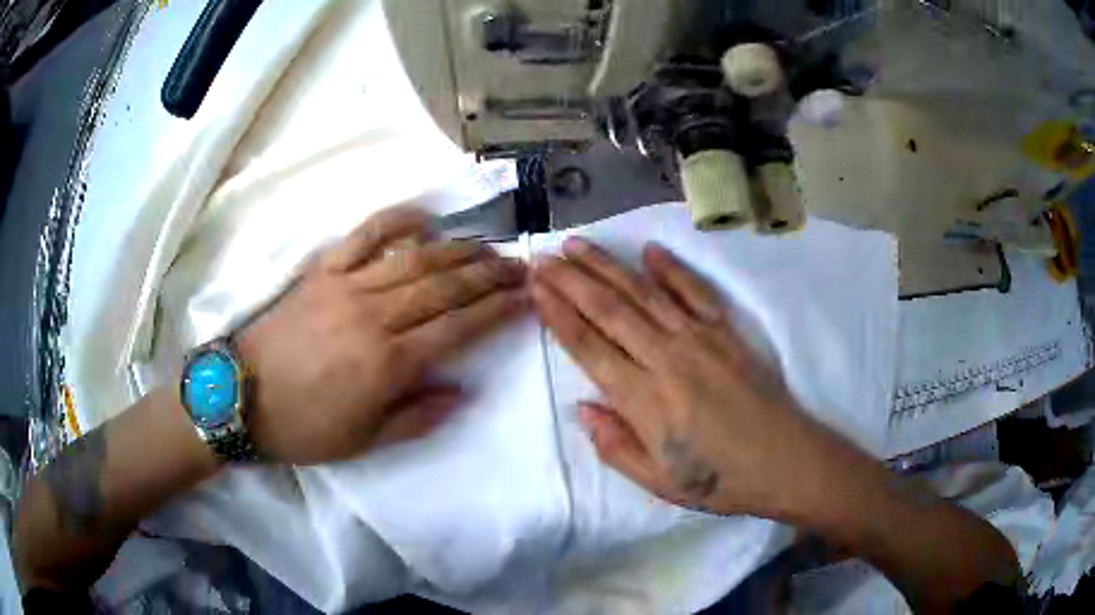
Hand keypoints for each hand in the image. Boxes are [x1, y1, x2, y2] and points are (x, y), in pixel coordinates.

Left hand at [237, 207, 529, 464]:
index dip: (497, 311)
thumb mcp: (364, 441)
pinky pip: (364, 235)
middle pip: (444, 286)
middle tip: (519, 268)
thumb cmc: (303, 426)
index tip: (526, 298)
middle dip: (488, 275)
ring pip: (414, 259)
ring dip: (457, 249)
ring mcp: (347, 286)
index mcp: (388, 362)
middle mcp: (375, 316)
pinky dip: (396, 220)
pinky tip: (424, 216)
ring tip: (487, 246)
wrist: (240, 396)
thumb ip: (417, 417)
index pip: (458, 328)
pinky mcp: (322, 271)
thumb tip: (461, 392)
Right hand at [533, 238, 844, 518]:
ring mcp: (701, 339)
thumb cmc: (721, 480)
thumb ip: (616, 446)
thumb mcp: (661, 483)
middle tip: (544, 257)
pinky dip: (673, 270)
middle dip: (572, 281)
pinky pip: (696, 293)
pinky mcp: (727, 332)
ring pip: (645, 294)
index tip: (537, 288)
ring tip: (579, 244)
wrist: (787, 462)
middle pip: (610, 310)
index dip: (559, 315)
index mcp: (646, 402)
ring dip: (608, 266)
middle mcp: (668, 359)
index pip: (590, 349)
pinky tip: (651, 251)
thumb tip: (582, 408)